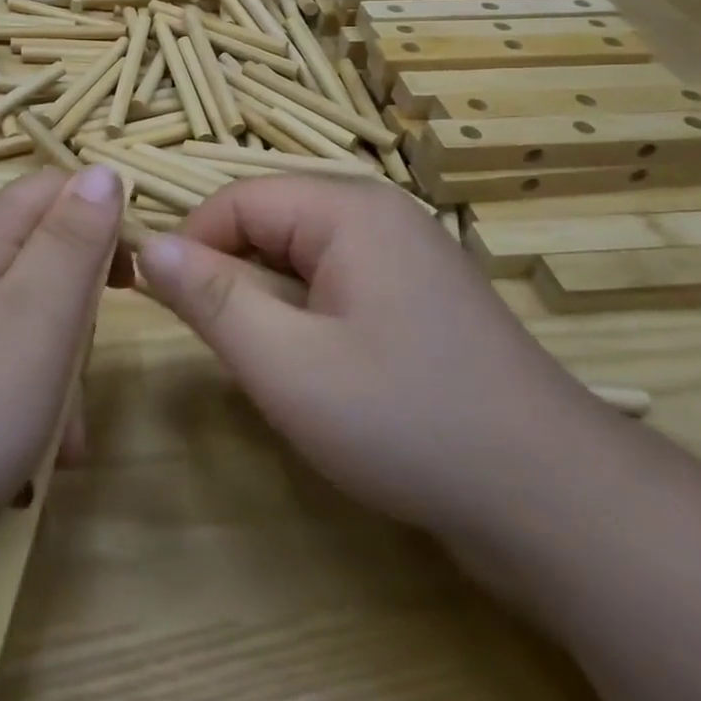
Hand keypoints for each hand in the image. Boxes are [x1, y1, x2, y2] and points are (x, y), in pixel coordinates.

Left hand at [0, 165, 125, 568]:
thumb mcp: (36, 317)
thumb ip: (73, 240)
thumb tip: (104, 171)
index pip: (61, 189)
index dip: (106, 224)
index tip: (132, 286)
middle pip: (41, 257)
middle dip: (77, 317)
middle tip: (81, 384)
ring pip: (18, 318)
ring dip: (51, 372)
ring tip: (55, 444)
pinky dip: (14, 397)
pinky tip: (16, 458)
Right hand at [136, 178, 601, 532]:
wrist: (552, 501)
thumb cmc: (406, 420)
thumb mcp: (286, 363)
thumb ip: (210, 298)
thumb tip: (148, 245)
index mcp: (348, 209)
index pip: (238, 199)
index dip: (190, 243)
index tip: (160, 302)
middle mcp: (379, 215)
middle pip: (271, 222)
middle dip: (229, 273)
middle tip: (216, 343)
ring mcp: (405, 255)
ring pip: (300, 256)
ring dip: (266, 299)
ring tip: (262, 359)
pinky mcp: (418, 297)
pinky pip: (335, 283)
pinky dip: (304, 314)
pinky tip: (313, 367)